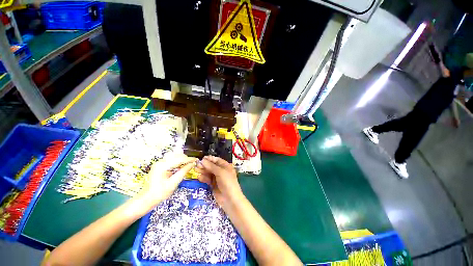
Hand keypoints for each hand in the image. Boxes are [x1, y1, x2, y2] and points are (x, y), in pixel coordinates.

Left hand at [138, 154, 197, 212]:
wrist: (145, 200)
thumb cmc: (159, 193)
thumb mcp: (173, 183)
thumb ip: (183, 172)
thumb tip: (192, 164)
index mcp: (163, 166)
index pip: (179, 159)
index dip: (189, 159)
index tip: (197, 160)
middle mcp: (160, 162)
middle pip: (176, 155)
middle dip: (186, 158)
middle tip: (193, 163)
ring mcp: (159, 163)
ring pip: (174, 156)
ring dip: (182, 159)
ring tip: (188, 163)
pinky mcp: (159, 166)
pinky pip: (171, 160)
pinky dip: (178, 161)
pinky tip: (182, 165)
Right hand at [196, 155, 242, 207]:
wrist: (230, 199)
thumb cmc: (227, 182)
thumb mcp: (220, 172)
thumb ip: (211, 166)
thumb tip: (202, 160)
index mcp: (226, 166)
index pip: (217, 160)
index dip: (210, 159)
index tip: (202, 158)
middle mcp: (221, 171)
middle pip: (212, 166)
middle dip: (205, 165)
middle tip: (197, 165)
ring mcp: (217, 178)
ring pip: (209, 173)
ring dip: (203, 171)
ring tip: (196, 170)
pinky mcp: (213, 185)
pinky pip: (208, 179)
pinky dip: (204, 178)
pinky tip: (199, 177)